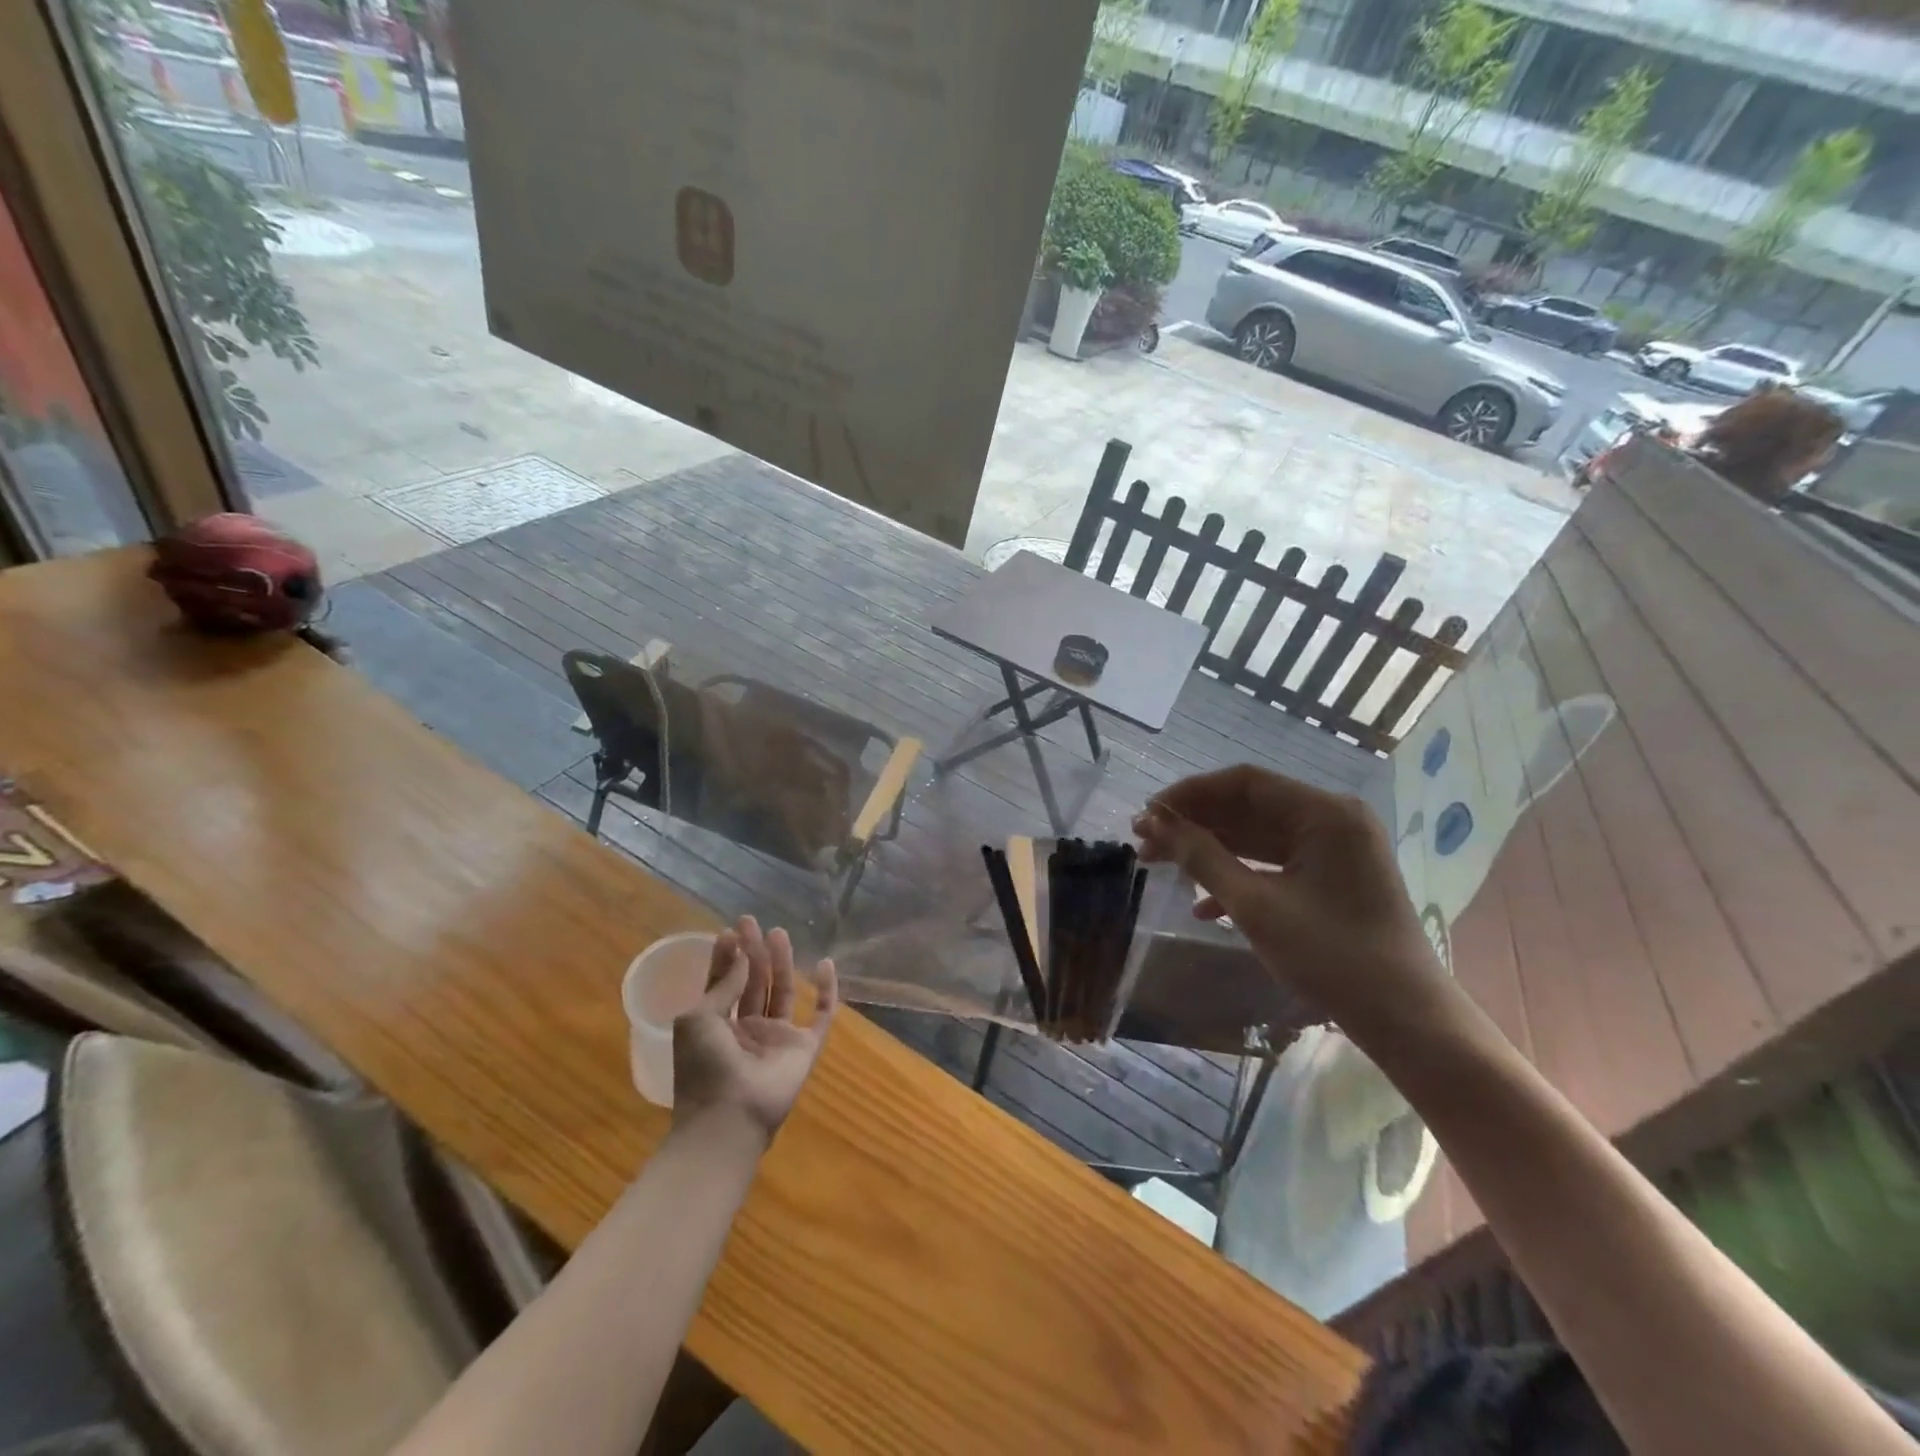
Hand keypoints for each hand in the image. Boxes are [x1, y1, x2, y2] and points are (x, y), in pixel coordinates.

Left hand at [671, 917, 837, 1141]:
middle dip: (753, 952)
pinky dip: (827, 991)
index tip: (730, 931)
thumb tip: (741, 955)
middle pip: (754, 982)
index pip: (724, 983)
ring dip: (782, 963)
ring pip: (784, 991)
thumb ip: (723, 985)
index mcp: (718, 1025)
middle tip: (752, 922)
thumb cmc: (704, 1067)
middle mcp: (748, 1028)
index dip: (727, 957)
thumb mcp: (698, 1019)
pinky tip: (826, 964)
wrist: (729, 1117)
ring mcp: (778, 1037)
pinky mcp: (805, 1048)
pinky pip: (822, 1015)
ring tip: (779, 933)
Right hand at [1134, 766, 1449, 1040]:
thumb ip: (1203, 858)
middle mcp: (1332, 820)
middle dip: (1194, 824)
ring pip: (1257, 836)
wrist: (1405, 1019)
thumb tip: (1155, 824)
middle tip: (1144, 842)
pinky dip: (1239, 876)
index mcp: (1324, 813)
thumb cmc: (1331, 956)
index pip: (1243, 783)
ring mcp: (1334, 849)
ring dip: (1210, 850)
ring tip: (1160, 865)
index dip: (1189, 794)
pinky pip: (1275, 863)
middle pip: (1249, 807)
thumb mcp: (1256, 906)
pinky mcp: (1332, 877)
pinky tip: (1203, 906)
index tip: (1147, 814)